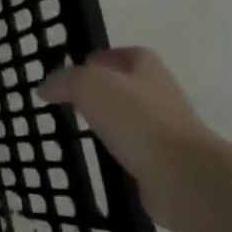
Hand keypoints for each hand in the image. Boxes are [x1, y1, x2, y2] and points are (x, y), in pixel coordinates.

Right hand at [40, 48, 218, 227]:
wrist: (184, 176)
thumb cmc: (137, 119)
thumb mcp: (90, 85)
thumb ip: (65, 81)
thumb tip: (47, 88)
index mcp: (149, 72)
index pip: (132, 55)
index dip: (108, 56)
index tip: (83, 65)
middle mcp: (162, 99)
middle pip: (133, 87)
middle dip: (106, 90)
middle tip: (74, 98)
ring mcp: (167, 134)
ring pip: (134, 120)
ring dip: (112, 122)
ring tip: (82, 128)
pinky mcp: (165, 165)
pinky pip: (136, 152)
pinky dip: (118, 153)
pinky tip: (99, 158)